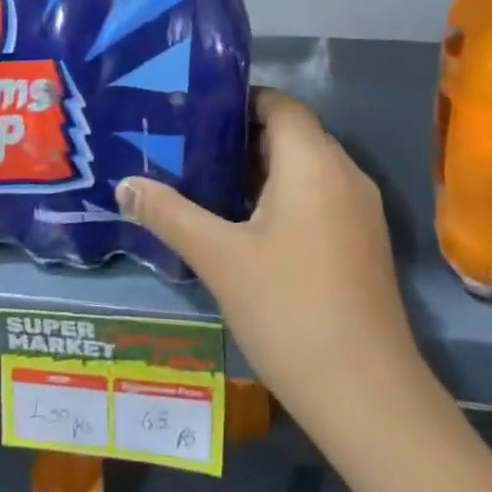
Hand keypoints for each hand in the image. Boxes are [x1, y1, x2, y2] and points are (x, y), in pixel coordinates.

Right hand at [117, 89, 426, 435]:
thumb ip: (170, 215)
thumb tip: (125, 185)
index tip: (194, 113)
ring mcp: (361, 208)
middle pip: (293, 133)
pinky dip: (287, 196)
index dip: (239, 101)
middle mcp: (344, 172)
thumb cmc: (288, 308)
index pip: (279, 103)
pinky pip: (322, 196)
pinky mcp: (365, 241)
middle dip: (243, 138)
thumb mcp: (219, 258)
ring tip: (211, 185)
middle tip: (191, 149)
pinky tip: (251, 228)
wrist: (366, 391)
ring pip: (308, 168)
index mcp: (313, 160)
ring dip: (264, 171)